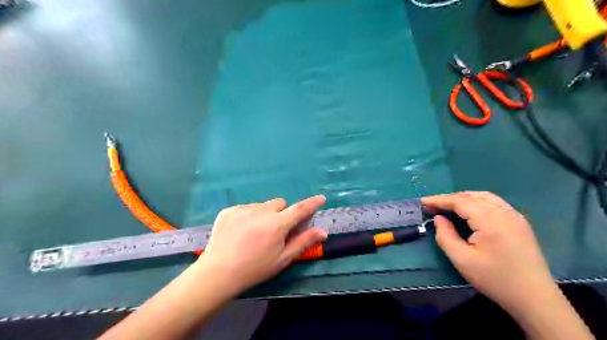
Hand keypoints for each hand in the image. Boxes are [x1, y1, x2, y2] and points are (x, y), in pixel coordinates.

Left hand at [194, 195, 326, 292]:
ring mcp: (243, 209)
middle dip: (283, 213)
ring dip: (265, 214)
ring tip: (255, 233)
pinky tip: (241, 231)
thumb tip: (323, 232)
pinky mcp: (229, 210)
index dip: (312, 203)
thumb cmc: (254, 269)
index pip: (300, 209)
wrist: (218, 273)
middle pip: (280, 204)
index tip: (321, 198)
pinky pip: (246, 207)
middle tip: (276, 230)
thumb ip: (303, 242)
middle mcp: (261, 212)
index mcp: (276, 225)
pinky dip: (249, 215)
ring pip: (263, 205)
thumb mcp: (282, 259)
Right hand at [423, 191, 552, 309]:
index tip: (423, 202)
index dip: (439, 200)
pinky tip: (471, 211)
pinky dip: (478, 202)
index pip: (460, 201)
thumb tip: (439, 218)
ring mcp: (515, 216)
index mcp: (490, 220)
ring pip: (485, 197)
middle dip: (450, 198)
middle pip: (472, 196)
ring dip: (464, 198)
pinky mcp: (520, 223)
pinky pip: (495, 203)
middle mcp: (504, 212)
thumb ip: (445, 236)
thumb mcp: (462, 260)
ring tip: (449, 206)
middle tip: (434, 206)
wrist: (534, 298)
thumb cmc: (494, 279)